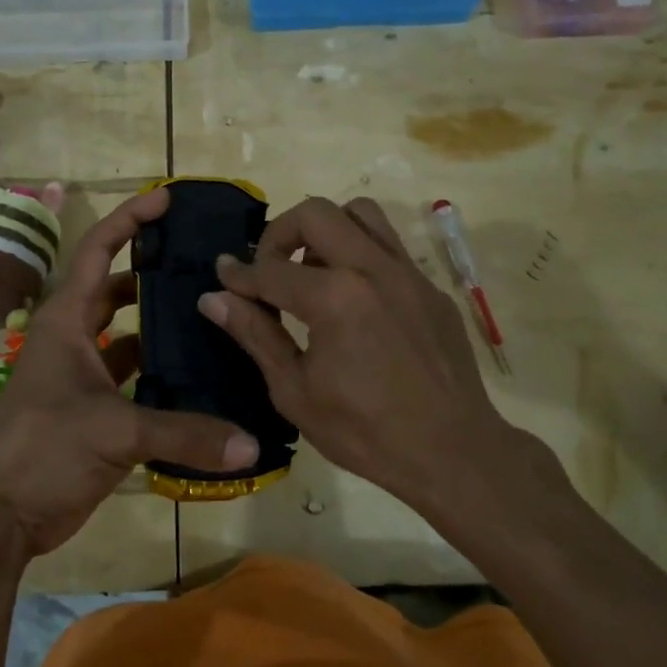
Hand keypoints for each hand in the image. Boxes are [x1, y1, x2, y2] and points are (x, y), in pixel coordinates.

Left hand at [0, 187, 259, 555]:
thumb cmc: (41, 448)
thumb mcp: (113, 431)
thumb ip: (183, 434)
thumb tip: (250, 443)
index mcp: (66, 320)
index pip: (99, 250)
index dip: (130, 219)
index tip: (167, 199)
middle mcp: (73, 339)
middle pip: (117, 290)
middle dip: (155, 272)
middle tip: (204, 264)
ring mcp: (82, 376)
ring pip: (127, 336)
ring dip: (160, 327)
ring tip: (211, 316)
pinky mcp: (92, 411)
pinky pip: (132, 380)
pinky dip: (159, 376)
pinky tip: (198, 378)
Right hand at [198, 196, 559, 520]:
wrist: (454, 452)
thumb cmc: (365, 432)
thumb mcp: (295, 391)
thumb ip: (255, 335)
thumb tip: (213, 298)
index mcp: (334, 298)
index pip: (270, 269)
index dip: (238, 273)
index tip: (223, 274)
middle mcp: (372, 269)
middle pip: (315, 213)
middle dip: (279, 234)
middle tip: (270, 269)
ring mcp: (408, 273)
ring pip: (360, 213)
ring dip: (326, 230)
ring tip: (313, 271)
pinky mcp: (430, 287)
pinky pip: (389, 247)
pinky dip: (360, 255)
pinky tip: (355, 300)